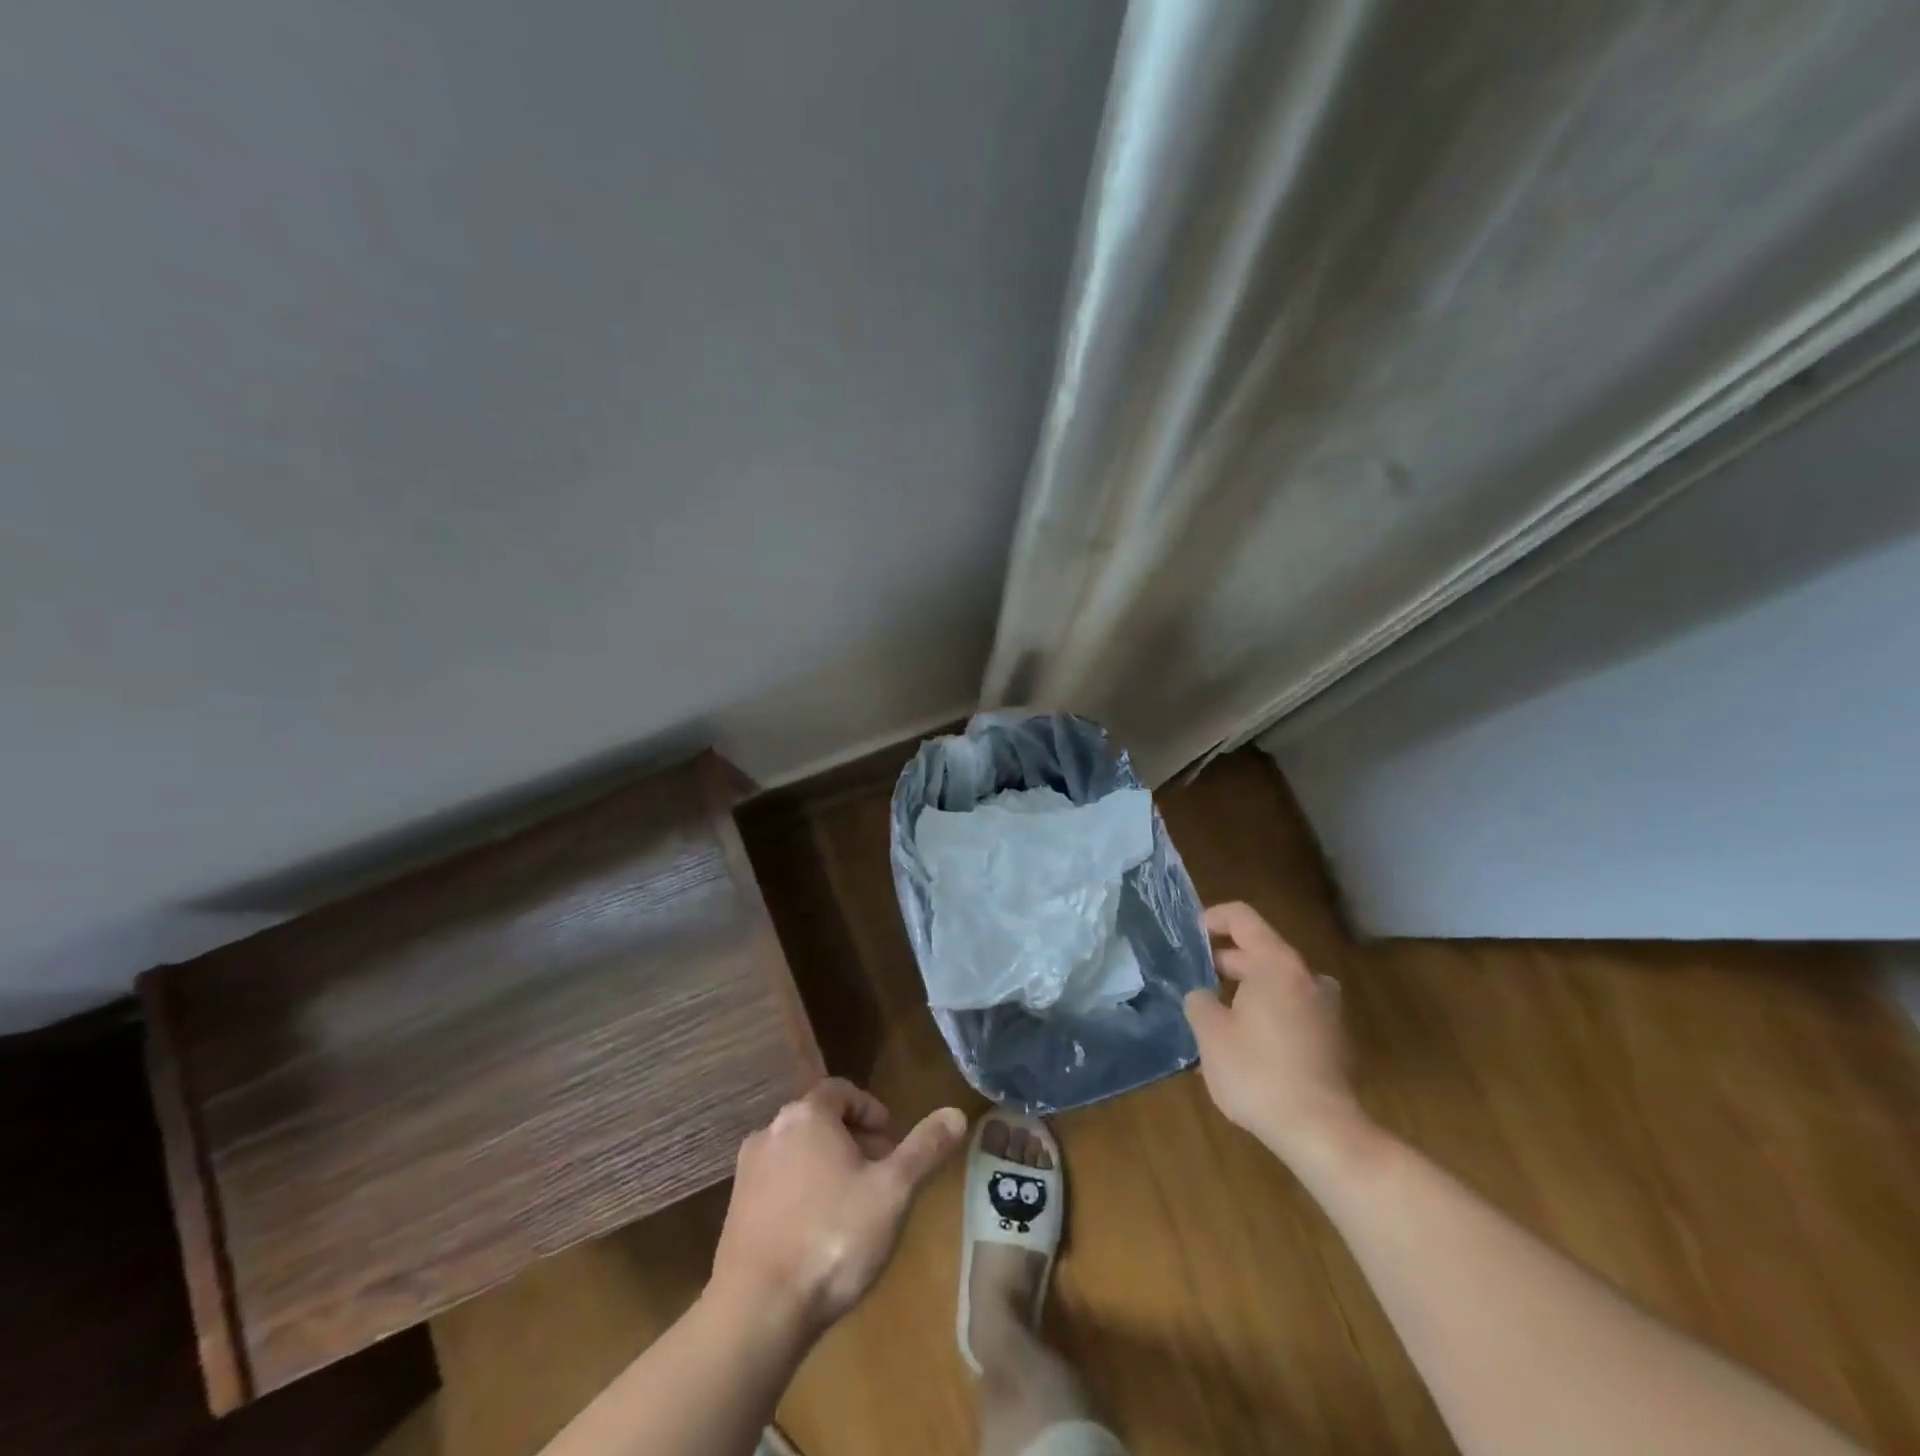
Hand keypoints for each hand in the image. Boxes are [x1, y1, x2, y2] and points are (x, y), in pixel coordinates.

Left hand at [709, 1079, 965, 1336]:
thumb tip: (956, 1112)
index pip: (841, 1090)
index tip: (891, 1141)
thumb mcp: (893, 1191)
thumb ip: (925, 1149)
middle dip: (853, 1141)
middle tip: (880, 1175)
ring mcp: (747, 1173)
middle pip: (819, 1121)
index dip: (869, 1109)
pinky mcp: (734, 1213)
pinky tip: (819, 1235)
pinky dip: (801, 1195)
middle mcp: (771, 1131)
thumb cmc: (832, 1237)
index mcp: (807, 1116)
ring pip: (797, 1154)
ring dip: (826, 1168)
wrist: (757, 1311)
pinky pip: (777, 1186)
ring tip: (853, 1206)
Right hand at [1184, 902, 1368, 1170]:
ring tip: (1216, 1015)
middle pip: (1260, 951)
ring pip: (1276, 984)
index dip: (1212, 919)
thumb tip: (1203, 997)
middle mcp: (1306, 977)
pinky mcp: (1332, 1041)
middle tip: (1194, 982)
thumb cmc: (1258, 1072)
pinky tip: (1245, 1046)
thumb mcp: (1210, 1033)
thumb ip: (1199, 1002)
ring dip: (1246, 991)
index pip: (1242, 918)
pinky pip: (1291, 1012)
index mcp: (1276, 964)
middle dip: (1224, 962)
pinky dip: (1267, 1015)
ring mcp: (1325, 1010)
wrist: (1321, 1132)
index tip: (1189, 937)